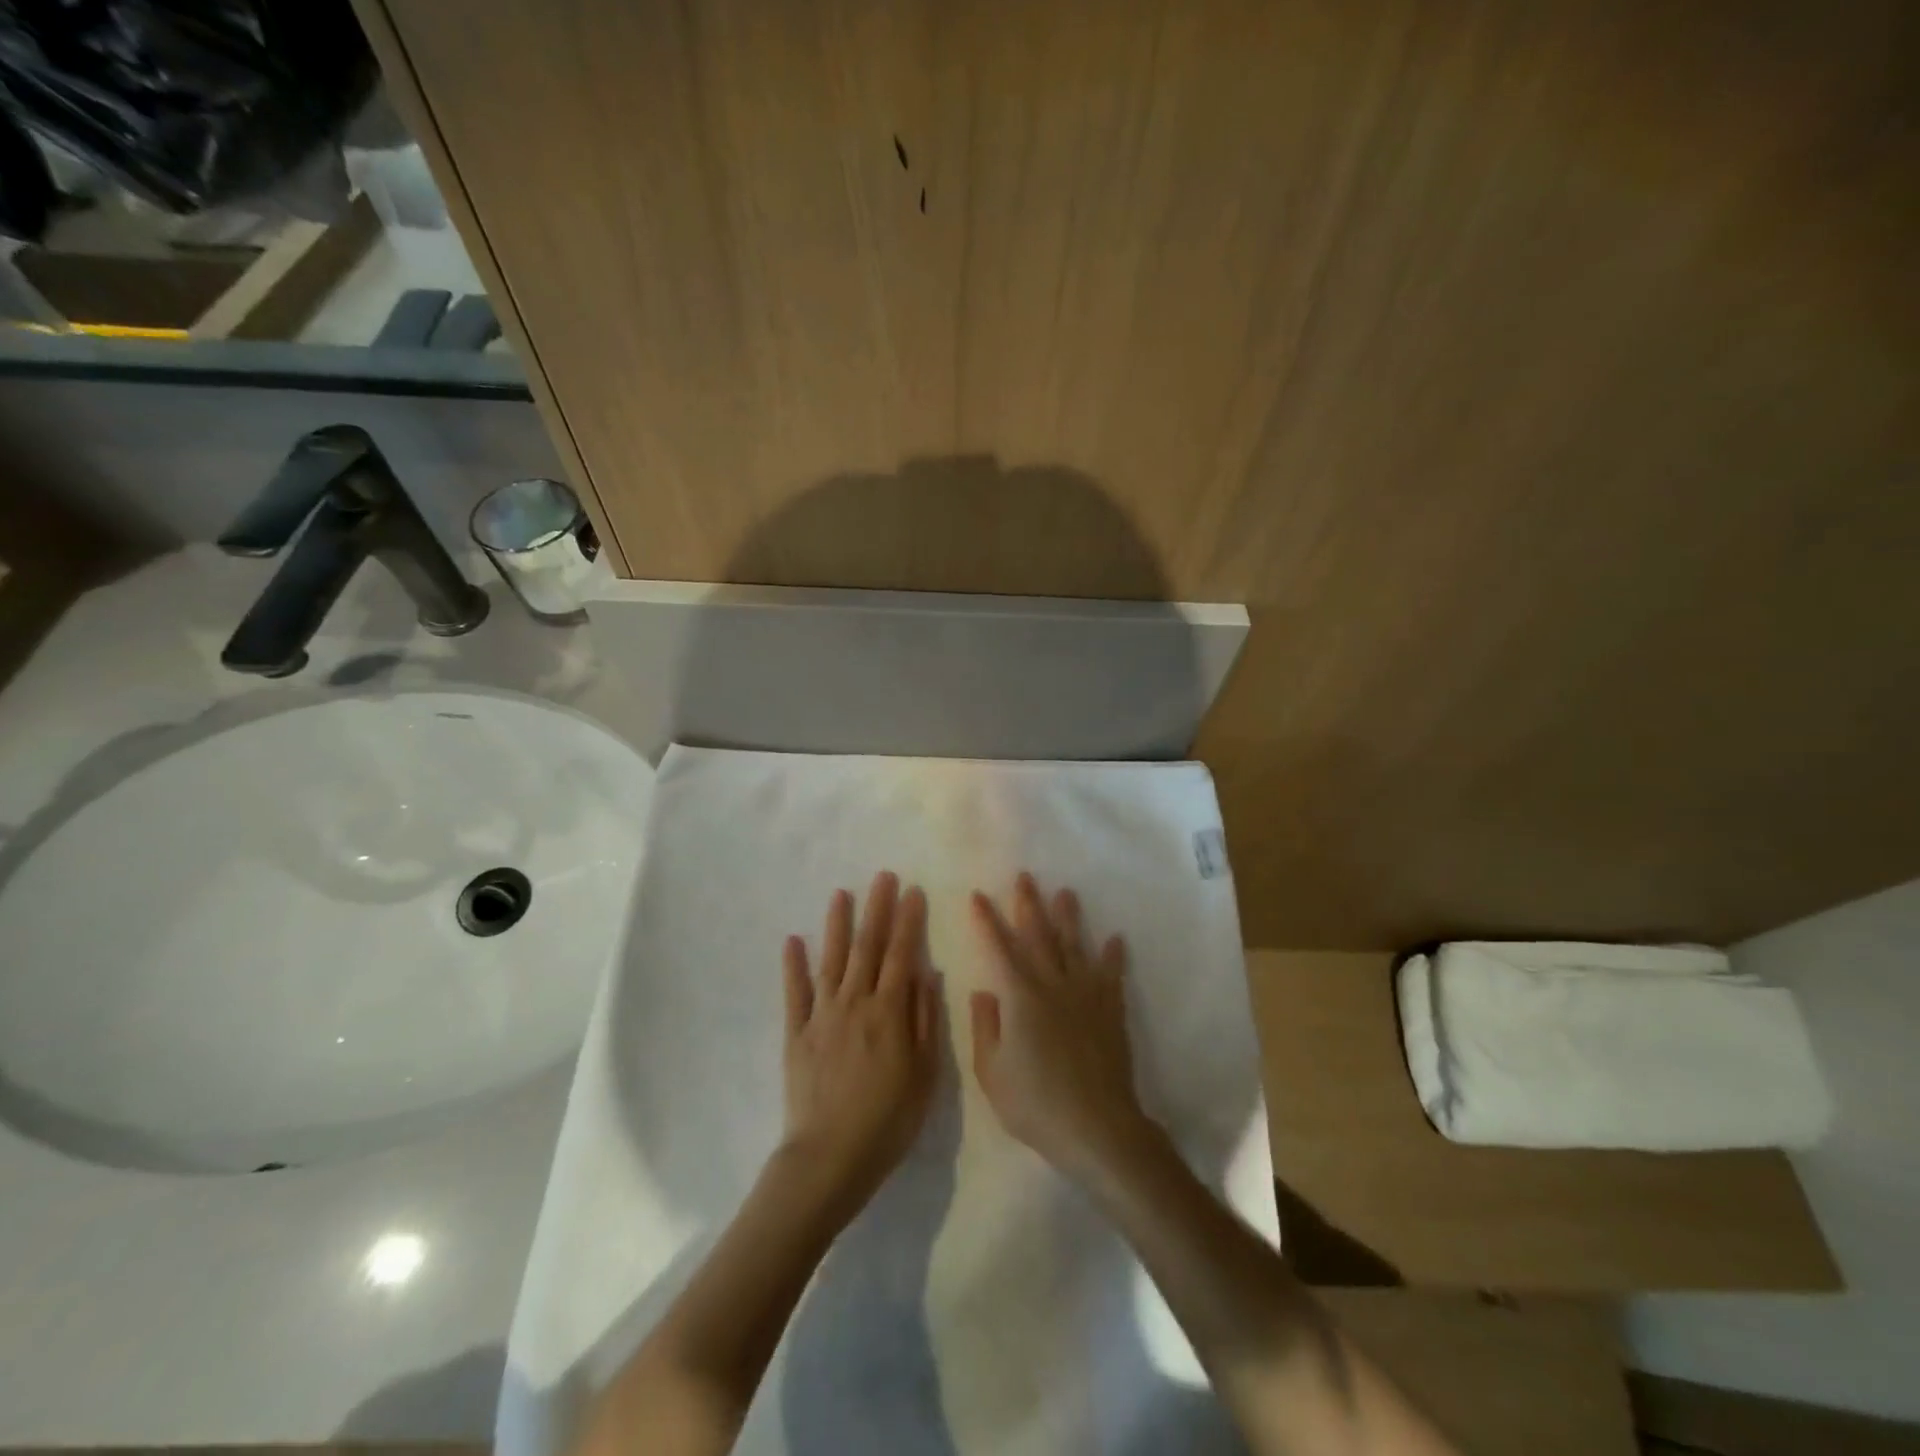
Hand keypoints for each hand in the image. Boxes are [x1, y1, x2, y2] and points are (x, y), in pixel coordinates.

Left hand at [781, 871, 939, 1213]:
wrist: (829, 1158)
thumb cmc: (888, 1121)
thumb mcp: (924, 1075)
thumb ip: (925, 1021)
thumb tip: (927, 973)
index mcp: (888, 1012)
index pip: (902, 955)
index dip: (908, 921)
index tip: (913, 891)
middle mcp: (855, 1003)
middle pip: (868, 947)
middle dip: (877, 909)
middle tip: (883, 877)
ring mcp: (821, 1016)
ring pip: (832, 960)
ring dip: (837, 925)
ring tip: (841, 894)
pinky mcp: (796, 1033)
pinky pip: (794, 993)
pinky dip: (794, 965)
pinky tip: (793, 940)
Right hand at [969, 873, 1151, 1179]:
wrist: (1097, 1127)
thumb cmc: (1036, 1105)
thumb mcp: (992, 1073)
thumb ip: (985, 1028)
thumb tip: (983, 991)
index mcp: (1020, 997)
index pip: (999, 948)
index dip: (986, 921)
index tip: (978, 896)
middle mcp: (1053, 984)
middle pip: (1039, 935)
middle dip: (1028, 904)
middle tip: (1024, 877)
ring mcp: (1086, 995)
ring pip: (1075, 945)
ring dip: (1069, 917)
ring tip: (1065, 892)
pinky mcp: (1111, 1010)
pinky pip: (1112, 975)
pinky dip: (1113, 955)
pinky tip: (1115, 938)